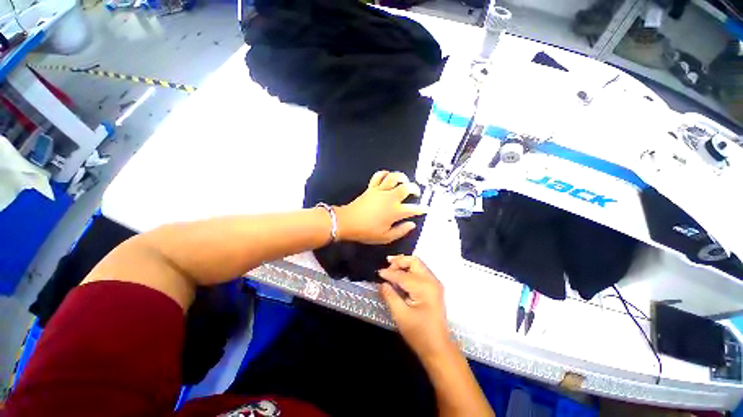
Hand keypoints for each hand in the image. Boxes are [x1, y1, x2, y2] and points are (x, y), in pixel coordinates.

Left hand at [336, 171, 425, 243]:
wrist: (347, 222)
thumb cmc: (366, 232)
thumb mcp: (385, 237)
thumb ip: (401, 231)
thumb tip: (412, 225)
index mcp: (394, 212)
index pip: (413, 209)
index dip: (421, 209)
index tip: (425, 209)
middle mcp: (389, 198)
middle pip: (406, 187)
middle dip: (415, 188)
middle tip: (416, 193)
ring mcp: (380, 191)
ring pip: (394, 178)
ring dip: (402, 177)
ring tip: (405, 181)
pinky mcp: (371, 188)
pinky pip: (378, 176)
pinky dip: (384, 173)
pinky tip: (388, 175)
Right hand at [378, 256, 452, 360]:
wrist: (438, 348)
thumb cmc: (419, 333)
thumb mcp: (401, 315)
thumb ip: (390, 296)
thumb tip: (382, 283)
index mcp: (424, 287)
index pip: (402, 275)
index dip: (389, 273)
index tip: (378, 273)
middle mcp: (431, 280)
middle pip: (414, 261)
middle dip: (399, 261)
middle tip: (386, 265)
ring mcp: (434, 283)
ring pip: (418, 264)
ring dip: (404, 264)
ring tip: (391, 267)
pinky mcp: (434, 287)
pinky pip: (420, 271)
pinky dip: (409, 270)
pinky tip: (400, 275)